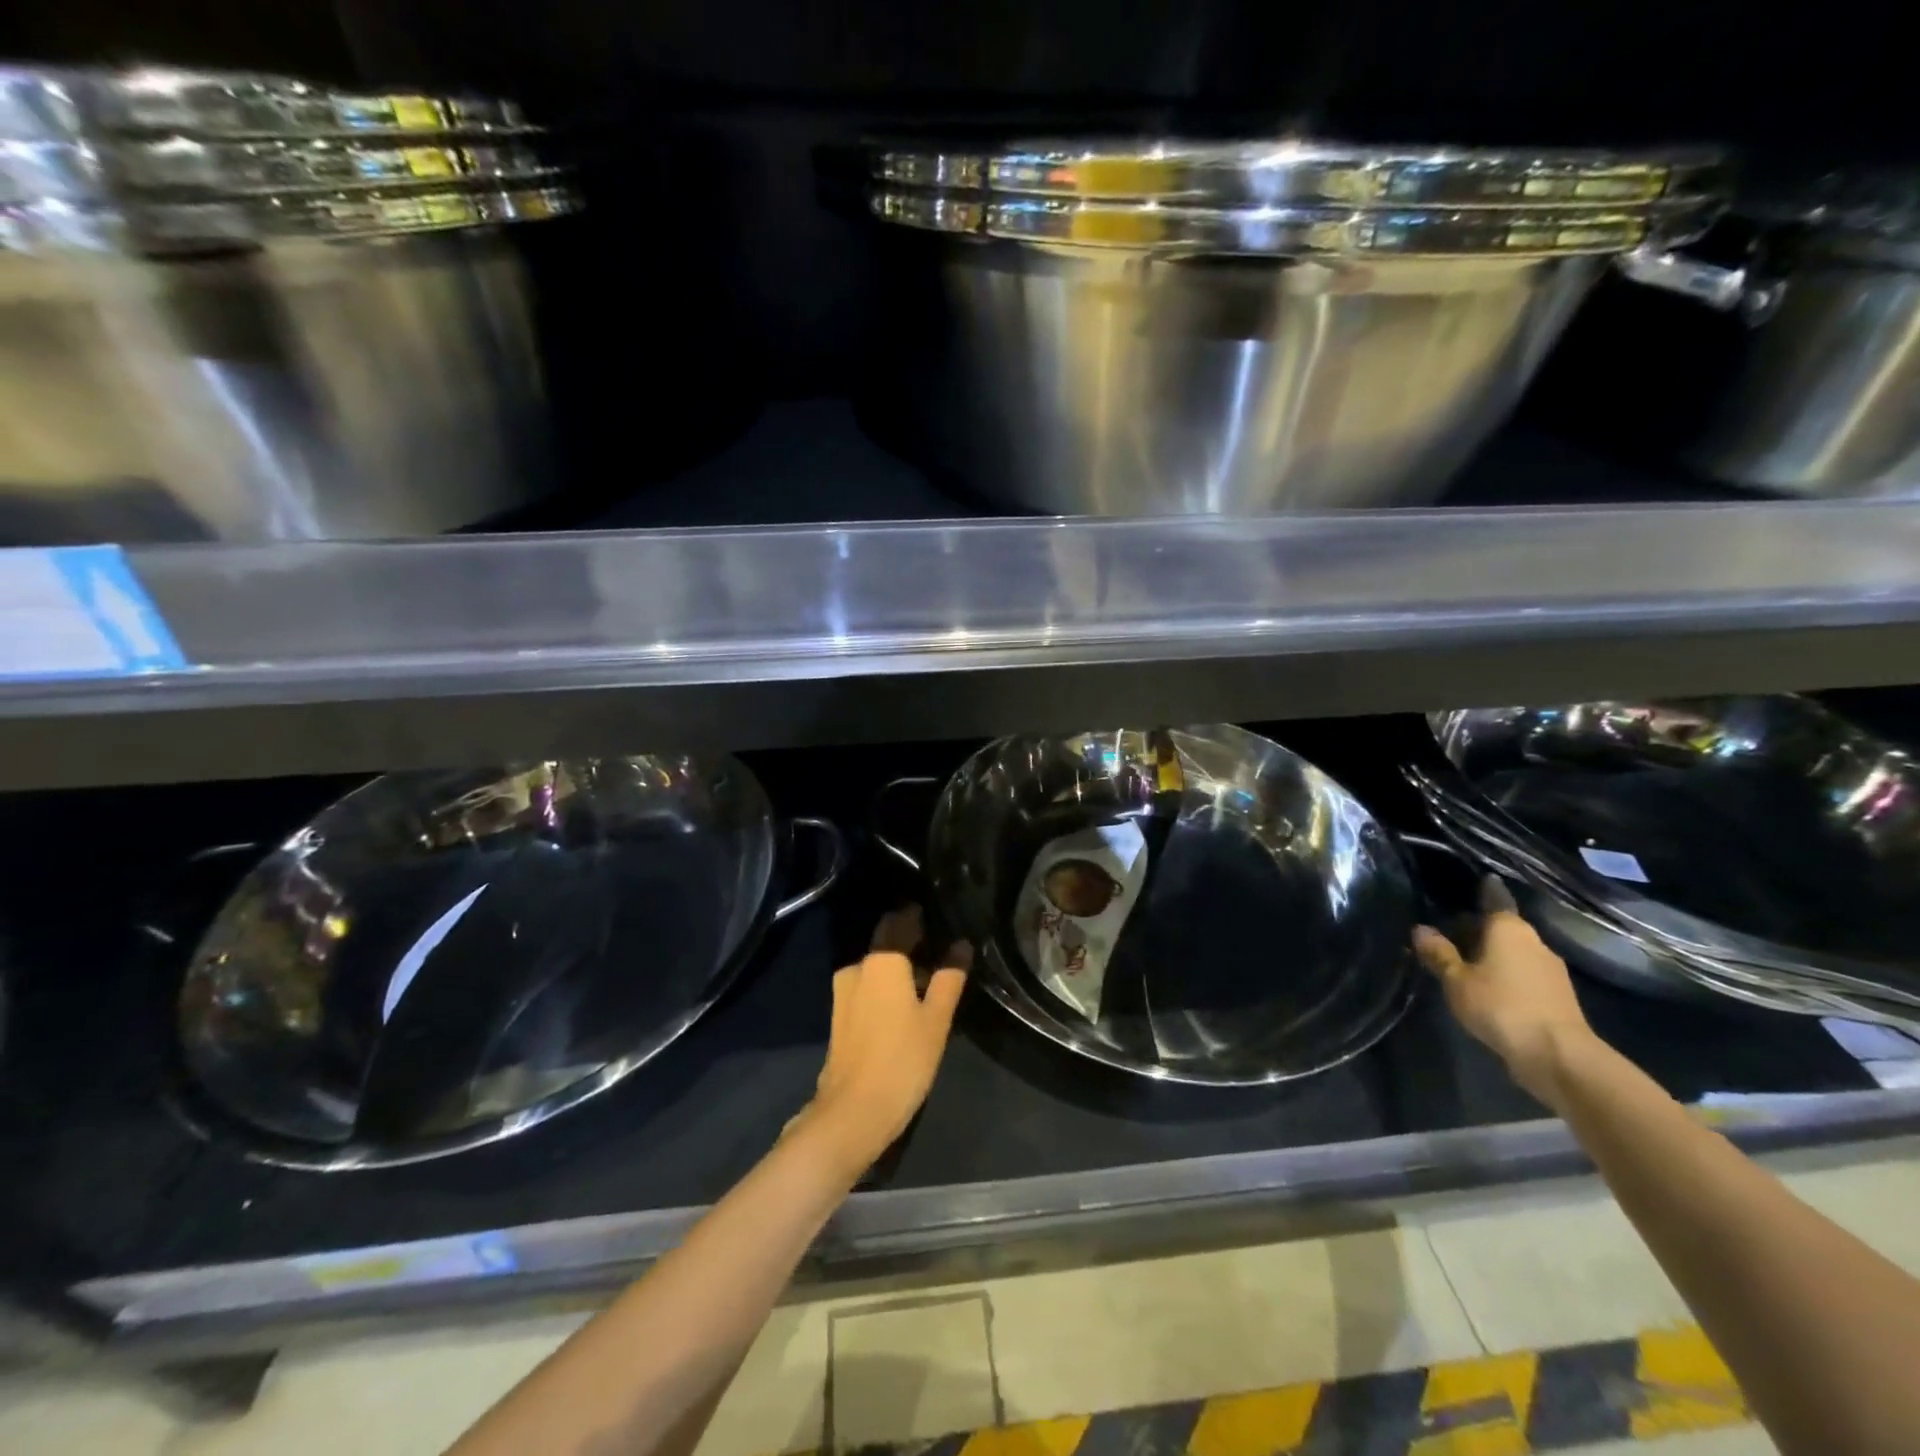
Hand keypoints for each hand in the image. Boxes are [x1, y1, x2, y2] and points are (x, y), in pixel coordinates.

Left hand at [799, 906, 969, 1176]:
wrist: (853, 1112)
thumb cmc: (902, 1059)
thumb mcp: (936, 1019)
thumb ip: (949, 978)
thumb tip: (961, 944)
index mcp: (881, 960)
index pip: (901, 921)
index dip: (920, 916)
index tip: (941, 915)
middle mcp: (858, 967)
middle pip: (886, 942)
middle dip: (910, 940)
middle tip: (941, 947)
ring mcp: (843, 991)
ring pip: (876, 965)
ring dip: (898, 966)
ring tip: (928, 976)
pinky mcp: (840, 1015)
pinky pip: (867, 985)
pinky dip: (886, 985)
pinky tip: (906, 1000)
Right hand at [1413, 878, 1596, 1104]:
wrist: (1558, 1056)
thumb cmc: (1501, 1006)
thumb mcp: (1457, 980)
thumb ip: (1439, 954)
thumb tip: (1420, 929)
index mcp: (1509, 928)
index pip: (1495, 898)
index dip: (1483, 889)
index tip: (1476, 880)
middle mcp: (1534, 941)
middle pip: (1502, 926)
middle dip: (1478, 929)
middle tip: (1449, 932)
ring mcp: (1551, 970)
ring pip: (1514, 951)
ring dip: (1493, 954)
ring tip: (1465, 963)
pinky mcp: (1558, 996)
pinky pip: (1525, 974)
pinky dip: (1507, 975)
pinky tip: (1489, 988)